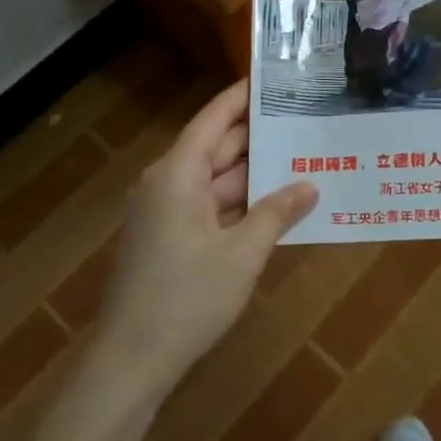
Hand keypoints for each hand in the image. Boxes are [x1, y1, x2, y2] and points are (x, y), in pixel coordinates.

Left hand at [96, 82, 316, 388]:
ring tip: (301, 158)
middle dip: (259, 137)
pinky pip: (209, 206)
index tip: (273, 78)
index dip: (242, 97)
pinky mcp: (168, 238)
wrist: (131, 361)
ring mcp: (166, 212)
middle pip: (217, 147)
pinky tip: (276, 204)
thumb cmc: (186, 298)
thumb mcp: (242, 254)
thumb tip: (310, 185)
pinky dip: (240, 203)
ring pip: (216, 180)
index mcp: (178, 173)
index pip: (214, 118)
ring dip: (254, 175)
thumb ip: (277, 213)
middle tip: (304, 120)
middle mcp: (168, 183)